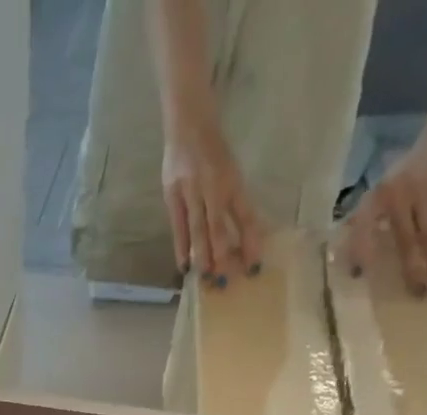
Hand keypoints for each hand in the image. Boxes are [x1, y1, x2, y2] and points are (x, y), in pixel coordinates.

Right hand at [161, 116, 263, 285]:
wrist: (188, 122)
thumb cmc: (212, 151)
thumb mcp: (229, 172)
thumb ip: (234, 202)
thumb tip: (244, 236)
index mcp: (232, 180)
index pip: (245, 215)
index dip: (250, 241)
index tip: (254, 266)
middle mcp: (213, 185)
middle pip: (219, 226)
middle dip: (223, 254)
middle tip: (225, 280)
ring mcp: (191, 190)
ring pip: (198, 228)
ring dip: (202, 255)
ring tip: (206, 277)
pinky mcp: (172, 194)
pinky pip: (178, 226)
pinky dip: (181, 247)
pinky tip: (184, 267)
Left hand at [342, 139, 426, 296]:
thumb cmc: (408, 168)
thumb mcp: (382, 189)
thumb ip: (366, 218)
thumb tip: (343, 251)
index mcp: (375, 197)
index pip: (363, 228)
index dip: (360, 251)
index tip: (359, 277)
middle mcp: (397, 195)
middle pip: (404, 241)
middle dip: (412, 271)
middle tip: (416, 297)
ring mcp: (423, 192)